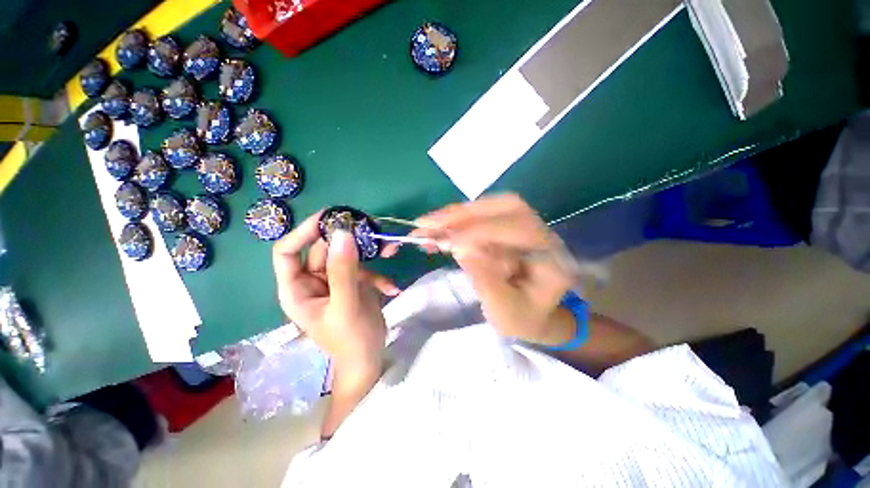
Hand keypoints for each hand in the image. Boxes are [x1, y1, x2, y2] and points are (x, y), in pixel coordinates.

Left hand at [273, 211, 397, 373]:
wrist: (369, 359)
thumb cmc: (351, 339)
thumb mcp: (346, 305)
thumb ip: (343, 270)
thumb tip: (342, 233)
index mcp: (297, 289)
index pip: (287, 252)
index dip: (303, 232)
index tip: (330, 218)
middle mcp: (312, 281)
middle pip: (325, 249)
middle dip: (350, 241)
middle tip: (372, 231)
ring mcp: (335, 280)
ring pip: (348, 255)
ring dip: (371, 255)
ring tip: (391, 251)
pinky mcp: (353, 283)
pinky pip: (364, 269)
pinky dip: (379, 275)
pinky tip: (391, 288)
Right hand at [408, 194, 575, 344]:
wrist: (538, 314)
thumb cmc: (524, 318)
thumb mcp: (504, 311)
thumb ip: (485, 279)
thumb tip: (459, 247)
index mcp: (550, 256)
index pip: (514, 230)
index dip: (477, 233)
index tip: (444, 243)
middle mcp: (542, 232)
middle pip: (504, 206)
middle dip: (461, 214)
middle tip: (426, 223)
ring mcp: (527, 224)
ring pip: (491, 206)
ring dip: (456, 214)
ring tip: (427, 224)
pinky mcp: (510, 226)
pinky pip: (483, 214)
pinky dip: (458, 219)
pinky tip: (440, 227)